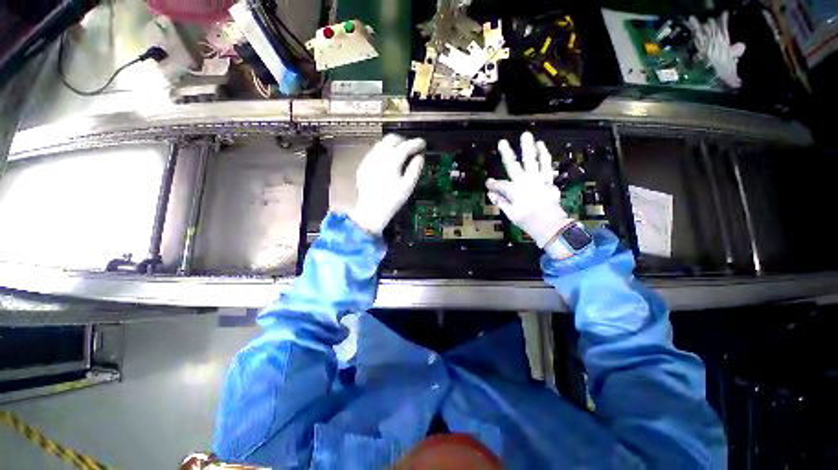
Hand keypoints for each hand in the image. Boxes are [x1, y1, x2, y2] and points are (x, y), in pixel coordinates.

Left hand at [349, 134, 425, 234]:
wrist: (371, 211)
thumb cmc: (392, 200)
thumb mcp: (408, 186)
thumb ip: (415, 169)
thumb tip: (420, 157)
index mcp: (391, 161)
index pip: (406, 146)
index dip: (416, 143)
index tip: (422, 144)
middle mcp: (378, 156)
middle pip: (391, 139)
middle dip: (403, 141)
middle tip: (411, 148)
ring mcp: (368, 160)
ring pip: (381, 144)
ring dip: (393, 145)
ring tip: (400, 155)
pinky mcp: (363, 166)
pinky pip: (374, 152)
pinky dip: (384, 152)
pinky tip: (388, 163)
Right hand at [486, 132, 574, 258]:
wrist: (550, 224)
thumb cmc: (528, 221)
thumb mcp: (511, 214)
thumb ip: (501, 202)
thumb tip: (491, 194)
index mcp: (514, 191)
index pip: (500, 185)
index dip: (492, 184)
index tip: (488, 183)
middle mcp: (524, 182)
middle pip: (513, 166)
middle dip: (506, 154)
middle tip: (502, 142)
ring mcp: (537, 180)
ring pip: (532, 161)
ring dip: (528, 148)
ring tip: (527, 136)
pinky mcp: (547, 180)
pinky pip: (546, 165)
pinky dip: (544, 155)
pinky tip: (541, 146)